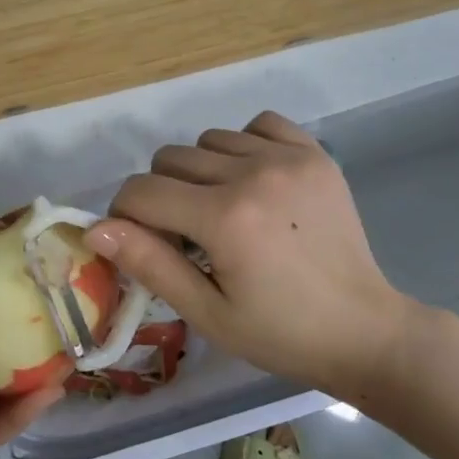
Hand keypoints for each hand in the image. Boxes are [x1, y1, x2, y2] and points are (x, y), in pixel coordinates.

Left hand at [0, 203, 64, 458]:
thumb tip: (9, 222)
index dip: (24, 281)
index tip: (62, 270)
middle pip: (5, 340)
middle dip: (42, 334)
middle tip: (82, 322)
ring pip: (9, 386)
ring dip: (43, 376)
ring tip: (78, 360)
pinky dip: (23, 412)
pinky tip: (48, 393)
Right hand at [85, 112, 422, 396]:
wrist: (363, 330)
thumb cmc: (280, 333)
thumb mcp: (207, 312)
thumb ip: (150, 263)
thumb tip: (95, 228)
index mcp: (224, 218)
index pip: (141, 191)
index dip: (125, 216)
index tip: (142, 243)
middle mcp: (253, 174)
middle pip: (170, 159)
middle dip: (160, 196)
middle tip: (185, 236)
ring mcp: (288, 158)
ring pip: (208, 140)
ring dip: (200, 172)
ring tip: (222, 211)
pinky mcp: (314, 154)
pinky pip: (258, 125)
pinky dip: (243, 146)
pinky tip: (254, 182)